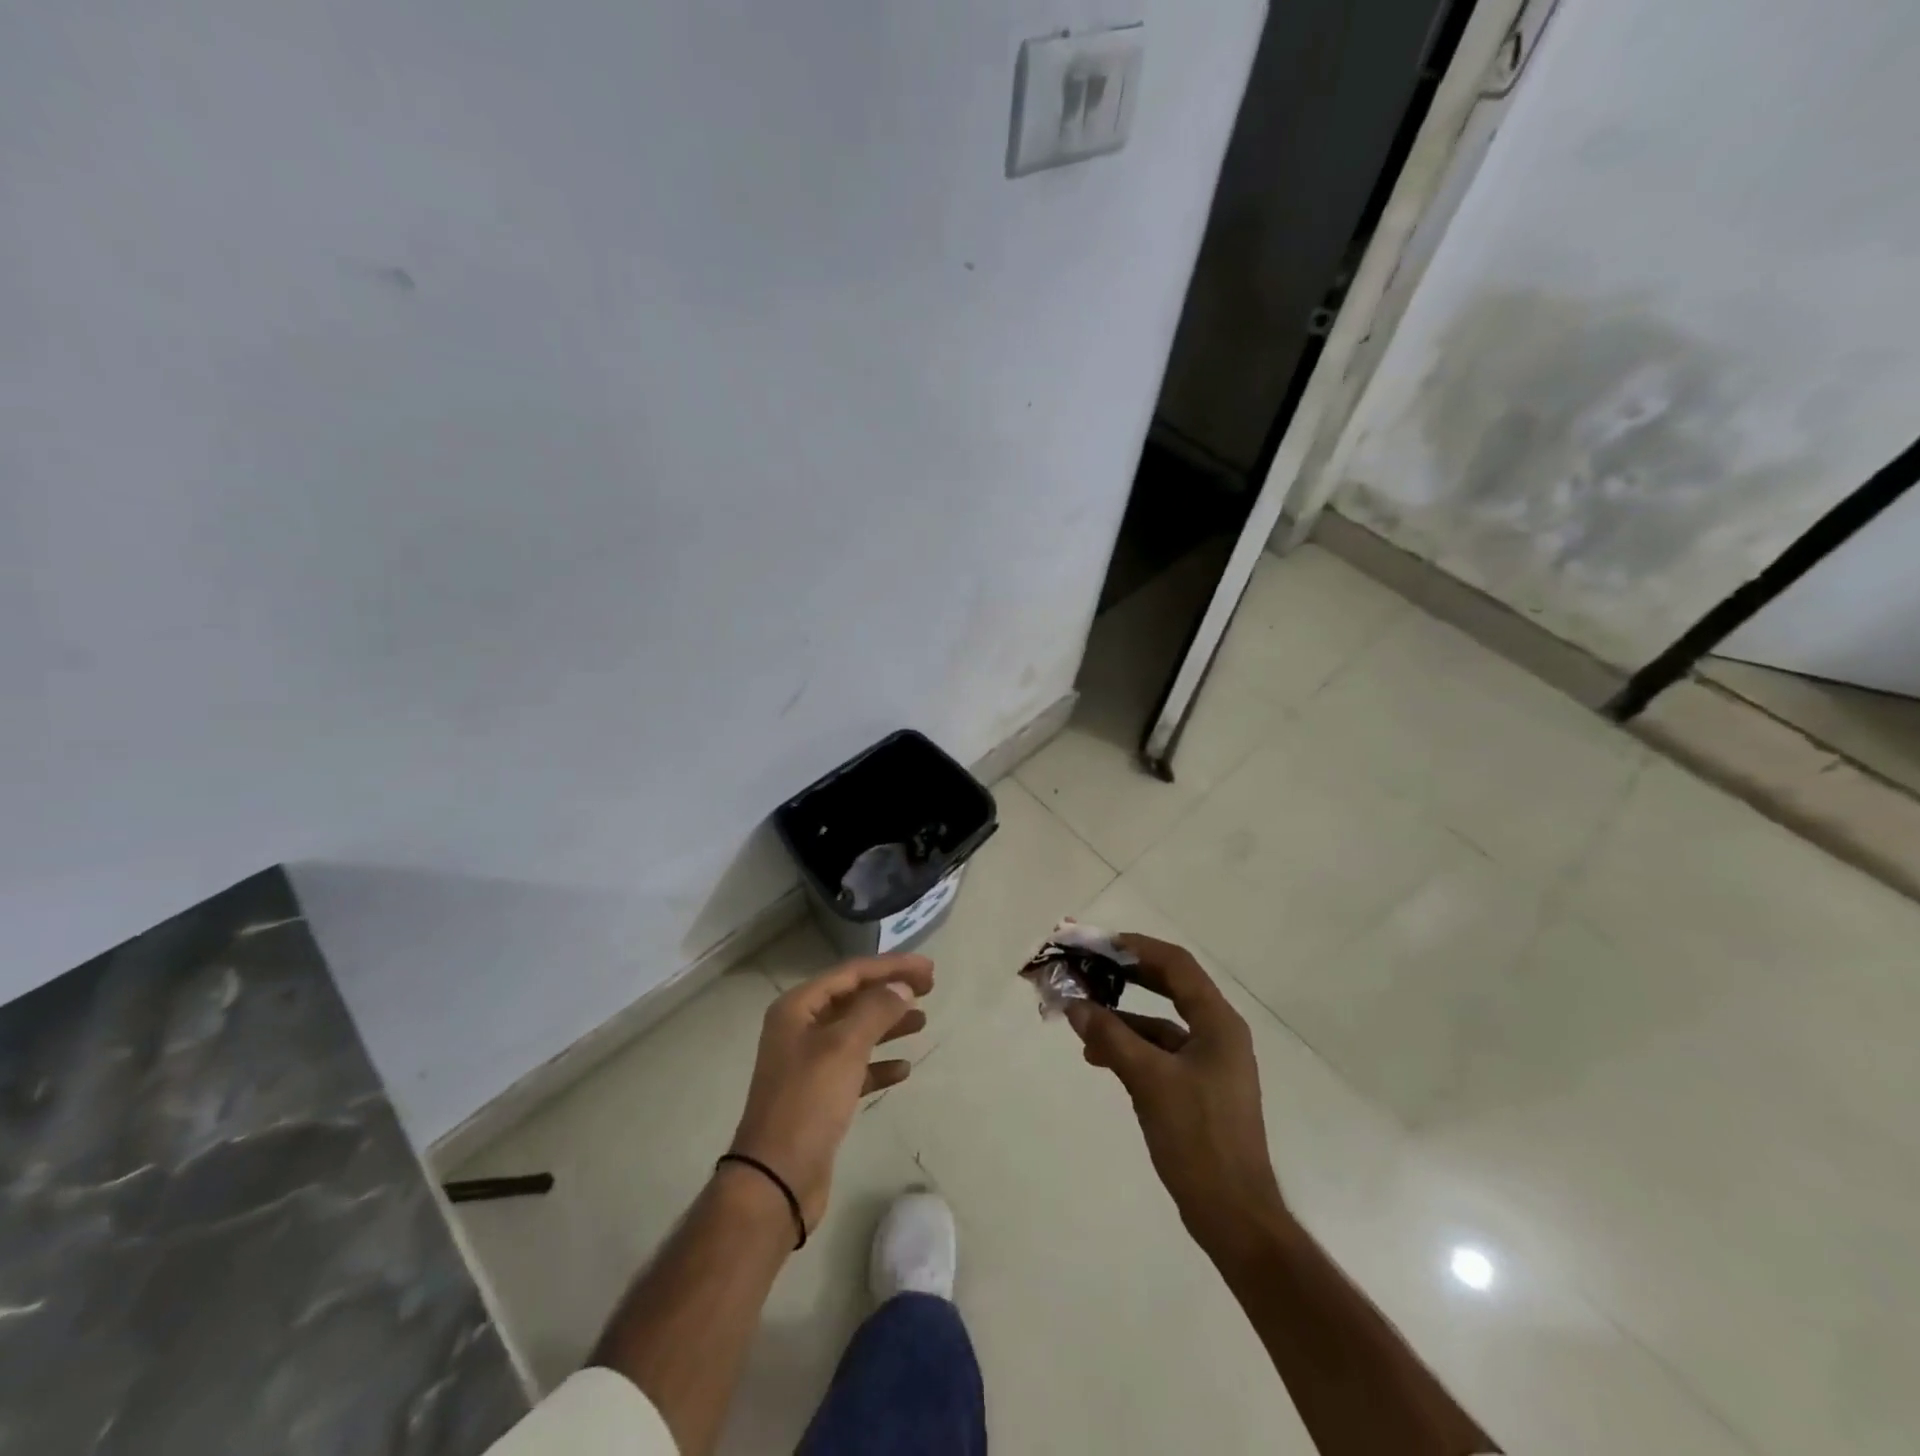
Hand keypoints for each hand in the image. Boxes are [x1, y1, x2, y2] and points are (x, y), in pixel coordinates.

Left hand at [729, 952, 933, 1230]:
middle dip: (891, 991)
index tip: (928, 968)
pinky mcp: (820, 1095)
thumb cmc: (808, 1102)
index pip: (851, 973)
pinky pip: (855, 1067)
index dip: (891, 966)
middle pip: (854, 998)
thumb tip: (901, 987)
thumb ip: (875, 1010)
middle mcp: (800, 1028)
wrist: (776, 1179)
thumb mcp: (844, 1047)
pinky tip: (903, 1069)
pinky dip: (879, 1063)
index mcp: (798, 1008)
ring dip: (888, 1024)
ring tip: (923, 1021)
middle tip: (930, 988)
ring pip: (856, 1031)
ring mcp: (809, 1063)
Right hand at [1065, 934, 1286, 1262]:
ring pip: (1160, 1023)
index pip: (1176, 964)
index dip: (1137, 947)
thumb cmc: (1197, 1138)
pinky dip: (1130, 1048)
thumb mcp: (1148, 1081)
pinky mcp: (1197, 1088)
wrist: (1233, 1214)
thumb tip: (1075, 1004)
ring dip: (1122, 1018)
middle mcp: (1218, 1033)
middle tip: (1088, 969)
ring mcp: (1209, 1062)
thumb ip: (1111, 1036)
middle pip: (1169, 987)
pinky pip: (1160, 1052)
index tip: (1099, 944)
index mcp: (1218, 1023)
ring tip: (1081, 1020)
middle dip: (1126, 977)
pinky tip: (1098, 1056)